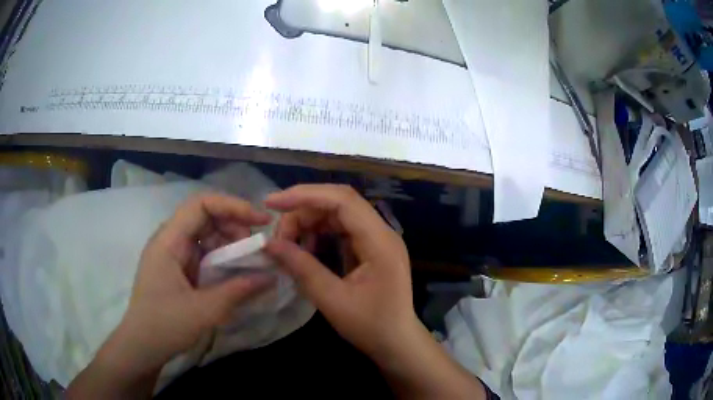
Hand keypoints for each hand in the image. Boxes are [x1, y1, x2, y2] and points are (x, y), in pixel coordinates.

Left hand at [68, 193, 274, 397]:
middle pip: (205, 218)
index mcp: (169, 241)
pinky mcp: (178, 270)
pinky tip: (236, 275)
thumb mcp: (204, 310)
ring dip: (230, 245)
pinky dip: (222, 260)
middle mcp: (170, 241)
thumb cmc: (165, 325)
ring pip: (206, 236)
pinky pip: (203, 255)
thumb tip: (272, 276)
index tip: (260, 221)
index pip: (201, 205)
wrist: (142, 347)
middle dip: (234, 227)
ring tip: (250, 264)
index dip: (232, 206)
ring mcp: (173, 256)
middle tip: (257, 248)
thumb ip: (238, 290)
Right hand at [264, 184, 416, 361]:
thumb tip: (270, 244)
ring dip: (309, 223)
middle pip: (339, 203)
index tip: (272, 203)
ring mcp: (378, 238)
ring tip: (289, 244)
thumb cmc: (370, 326)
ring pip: (338, 214)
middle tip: (279, 235)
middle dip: (303, 212)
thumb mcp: (332, 300)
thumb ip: (302, 268)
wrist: (397, 341)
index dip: (305, 195)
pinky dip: (320, 234)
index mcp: (380, 241)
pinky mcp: (371, 247)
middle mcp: (382, 232)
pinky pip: (342, 229)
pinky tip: (306, 250)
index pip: (342, 200)